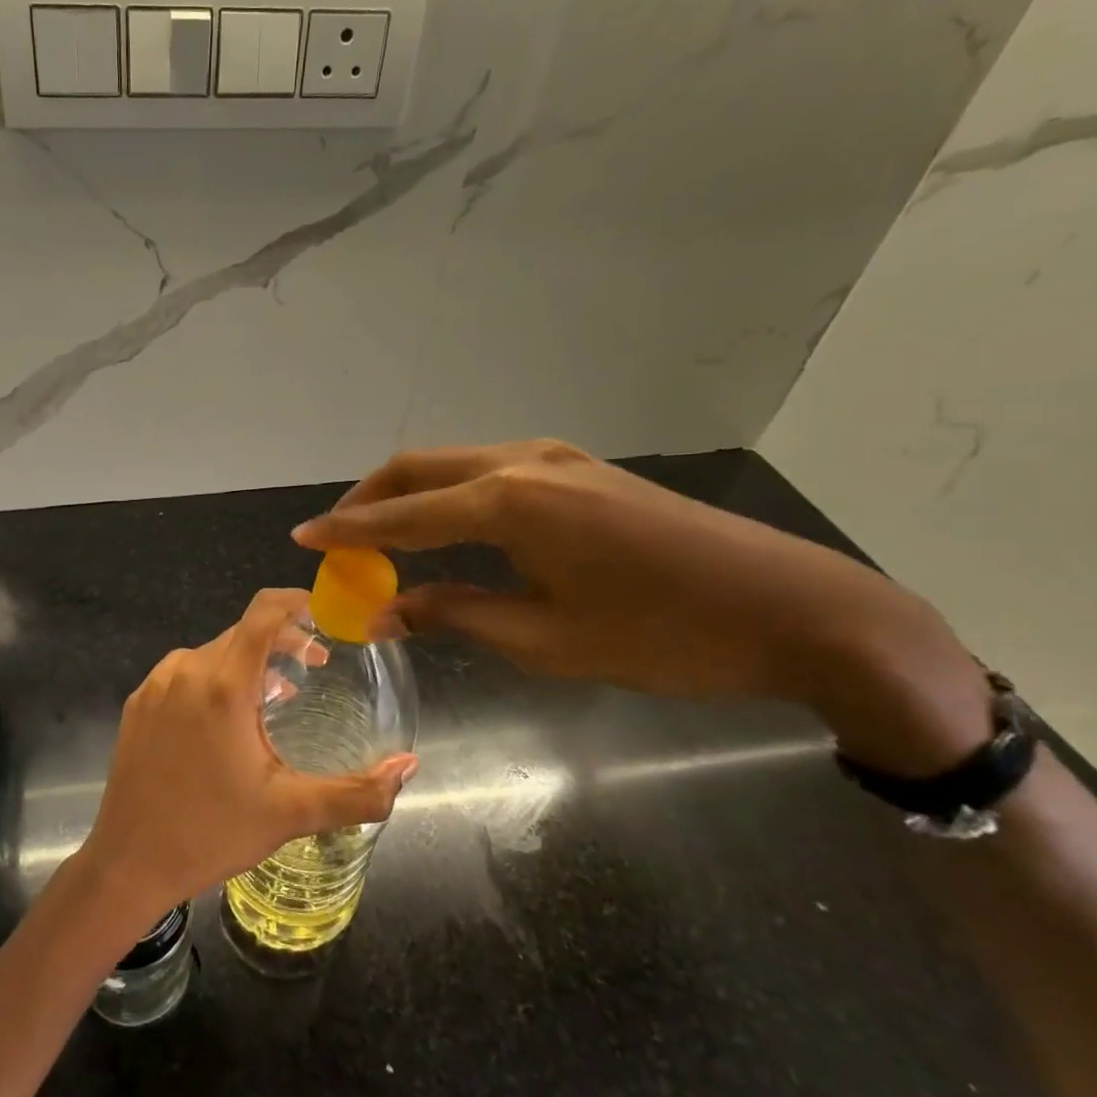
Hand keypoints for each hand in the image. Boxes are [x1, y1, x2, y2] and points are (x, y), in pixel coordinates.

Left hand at [76, 588, 417, 923]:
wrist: (127, 863)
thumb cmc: (212, 833)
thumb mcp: (291, 813)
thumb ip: (358, 792)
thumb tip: (409, 766)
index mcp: (223, 685)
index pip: (263, 612)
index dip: (296, 601)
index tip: (324, 612)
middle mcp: (186, 670)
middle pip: (242, 632)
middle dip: (282, 640)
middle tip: (313, 667)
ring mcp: (155, 684)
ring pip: (213, 652)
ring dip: (248, 662)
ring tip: (275, 698)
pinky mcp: (137, 702)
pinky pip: (185, 672)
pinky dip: (214, 678)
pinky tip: (225, 719)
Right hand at [293, 441, 989, 774]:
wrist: (795, 610)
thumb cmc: (662, 636)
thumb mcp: (546, 639)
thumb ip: (455, 614)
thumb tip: (385, 612)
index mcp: (507, 503)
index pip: (401, 515)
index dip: (345, 531)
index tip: (301, 539)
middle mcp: (521, 462)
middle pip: (417, 468)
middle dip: (367, 501)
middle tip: (335, 539)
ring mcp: (555, 458)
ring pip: (452, 463)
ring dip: (408, 495)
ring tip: (381, 536)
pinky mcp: (580, 468)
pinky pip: (488, 470)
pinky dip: (449, 494)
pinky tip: (446, 527)